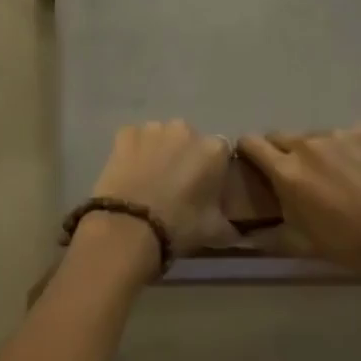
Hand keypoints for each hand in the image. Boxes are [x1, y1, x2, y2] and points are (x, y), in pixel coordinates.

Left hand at [88, 120, 233, 259]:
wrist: (130, 225)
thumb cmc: (179, 225)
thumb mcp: (215, 232)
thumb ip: (230, 224)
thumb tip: (235, 229)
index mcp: (213, 149)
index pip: (220, 153)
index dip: (213, 169)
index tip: (205, 187)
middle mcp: (185, 130)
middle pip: (189, 140)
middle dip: (185, 156)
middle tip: (176, 184)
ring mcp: (153, 128)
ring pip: (161, 137)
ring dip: (159, 151)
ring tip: (151, 179)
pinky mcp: (125, 133)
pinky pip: (135, 139)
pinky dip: (134, 151)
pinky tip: (130, 172)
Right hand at [237, 125, 360, 275]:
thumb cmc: (351, 244)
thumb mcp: (304, 245)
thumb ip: (269, 235)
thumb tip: (242, 236)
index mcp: (286, 171)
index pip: (250, 142)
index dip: (247, 151)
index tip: (254, 163)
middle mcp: (307, 145)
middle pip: (280, 136)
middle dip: (281, 152)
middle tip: (298, 175)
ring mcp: (338, 135)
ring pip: (314, 136)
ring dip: (316, 151)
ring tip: (336, 174)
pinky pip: (346, 135)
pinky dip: (347, 148)